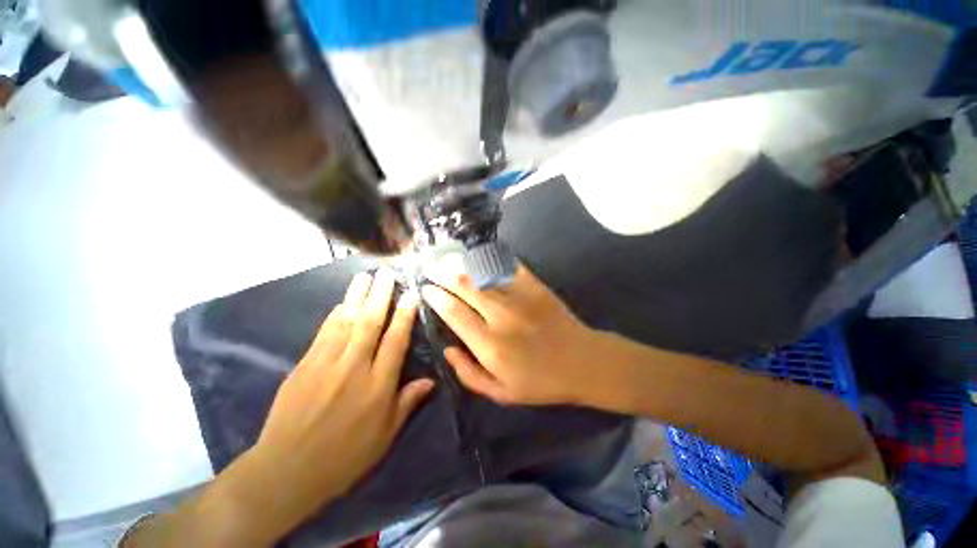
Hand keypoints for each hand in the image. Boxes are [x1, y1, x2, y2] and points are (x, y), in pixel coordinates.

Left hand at [245, 268, 433, 533]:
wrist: (287, 470)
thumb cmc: (345, 456)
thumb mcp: (385, 435)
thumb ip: (408, 402)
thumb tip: (431, 380)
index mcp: (378, 385)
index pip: (396, 341)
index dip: (405, 315)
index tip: (411, 295)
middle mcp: (355, 367)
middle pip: (371, 323)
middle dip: (381, 295)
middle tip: (387, 273)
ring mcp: (327, 364)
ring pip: (347, 321)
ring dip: (357, 296)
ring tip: (365, 276)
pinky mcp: (305, 365)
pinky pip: (324, 333)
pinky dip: (335, 314)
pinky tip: (343, 302)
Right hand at [421, 263, 601, 405]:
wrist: (581, 361)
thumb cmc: (540, 382)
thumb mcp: (501, 393)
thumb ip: (469, 374)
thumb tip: (447, 349)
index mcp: (489, 344)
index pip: (454, 313)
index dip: (436, 298)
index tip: (426, 289)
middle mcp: (500, 316)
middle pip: (464, 288)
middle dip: (443, 275)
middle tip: (430, 267)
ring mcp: (519, 297)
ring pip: (482, 274)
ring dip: (461, 264)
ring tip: (446, 258)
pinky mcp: (534, 286)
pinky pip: (507, 266)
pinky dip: (491, 258)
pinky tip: (479, 253)